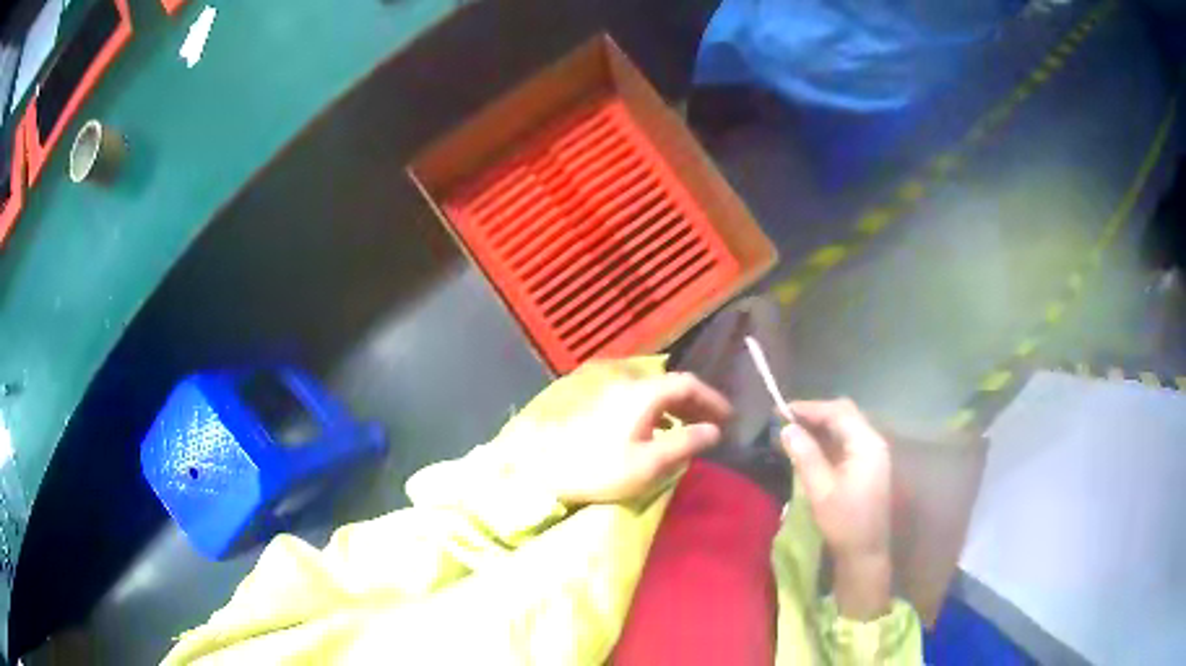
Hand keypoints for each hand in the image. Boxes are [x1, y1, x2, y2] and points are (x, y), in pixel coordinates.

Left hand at [545, 372, 731, 505]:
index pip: (688, 384)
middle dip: (697, 401)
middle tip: (715, 421)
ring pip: (655, 391)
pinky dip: (659, 409)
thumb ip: (686, 442)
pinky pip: (641, 399)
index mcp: (644, 393)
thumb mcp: (650, 462)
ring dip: (678, 405)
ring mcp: (612, 391)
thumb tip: (714, 430)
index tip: (729, 417)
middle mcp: (629, 383)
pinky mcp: (601, 403)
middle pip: (671, 384)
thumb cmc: (603, 468)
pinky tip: (660, 428)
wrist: (547, 469)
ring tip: (692, 425)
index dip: (712, 398)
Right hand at [780, 399, 891, 618]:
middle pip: (844, 414)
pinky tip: (808, 448)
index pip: (838, 412)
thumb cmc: (844, 522)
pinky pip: (846, 442)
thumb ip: (805, 456)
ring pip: (845, 428)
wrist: (865, 552)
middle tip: (785, 420)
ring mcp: (872, 454)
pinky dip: (827, 440)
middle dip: (815, 414)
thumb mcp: (820, 490)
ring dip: (820, 426)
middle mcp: (873, 442)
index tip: (780, 410)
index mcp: (866, 444)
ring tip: (792, 432)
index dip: (809, 407)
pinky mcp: (867, 465)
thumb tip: (786, 428)